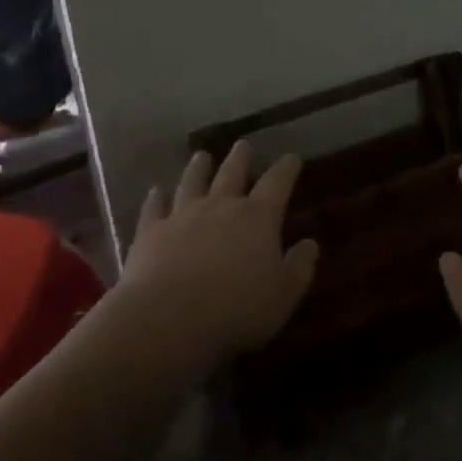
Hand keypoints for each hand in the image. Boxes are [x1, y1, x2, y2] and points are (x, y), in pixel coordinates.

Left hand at [117, 140, 318, 375]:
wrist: (169, 316)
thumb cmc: (237, 308)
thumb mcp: (283, 294)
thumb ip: (299, 267)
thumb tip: (310, 244)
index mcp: (257, 217)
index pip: (277, 183)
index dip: (286, 169)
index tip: (292, 157)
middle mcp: (220, 206)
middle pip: (231, 174)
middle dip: (240, 158)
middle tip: (242, 144)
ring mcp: (182, 215)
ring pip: (192, 182)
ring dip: (198, 168)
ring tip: (201, 156)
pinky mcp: (151, 232)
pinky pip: (154, 208)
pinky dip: (156, 198)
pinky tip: (156, 191)